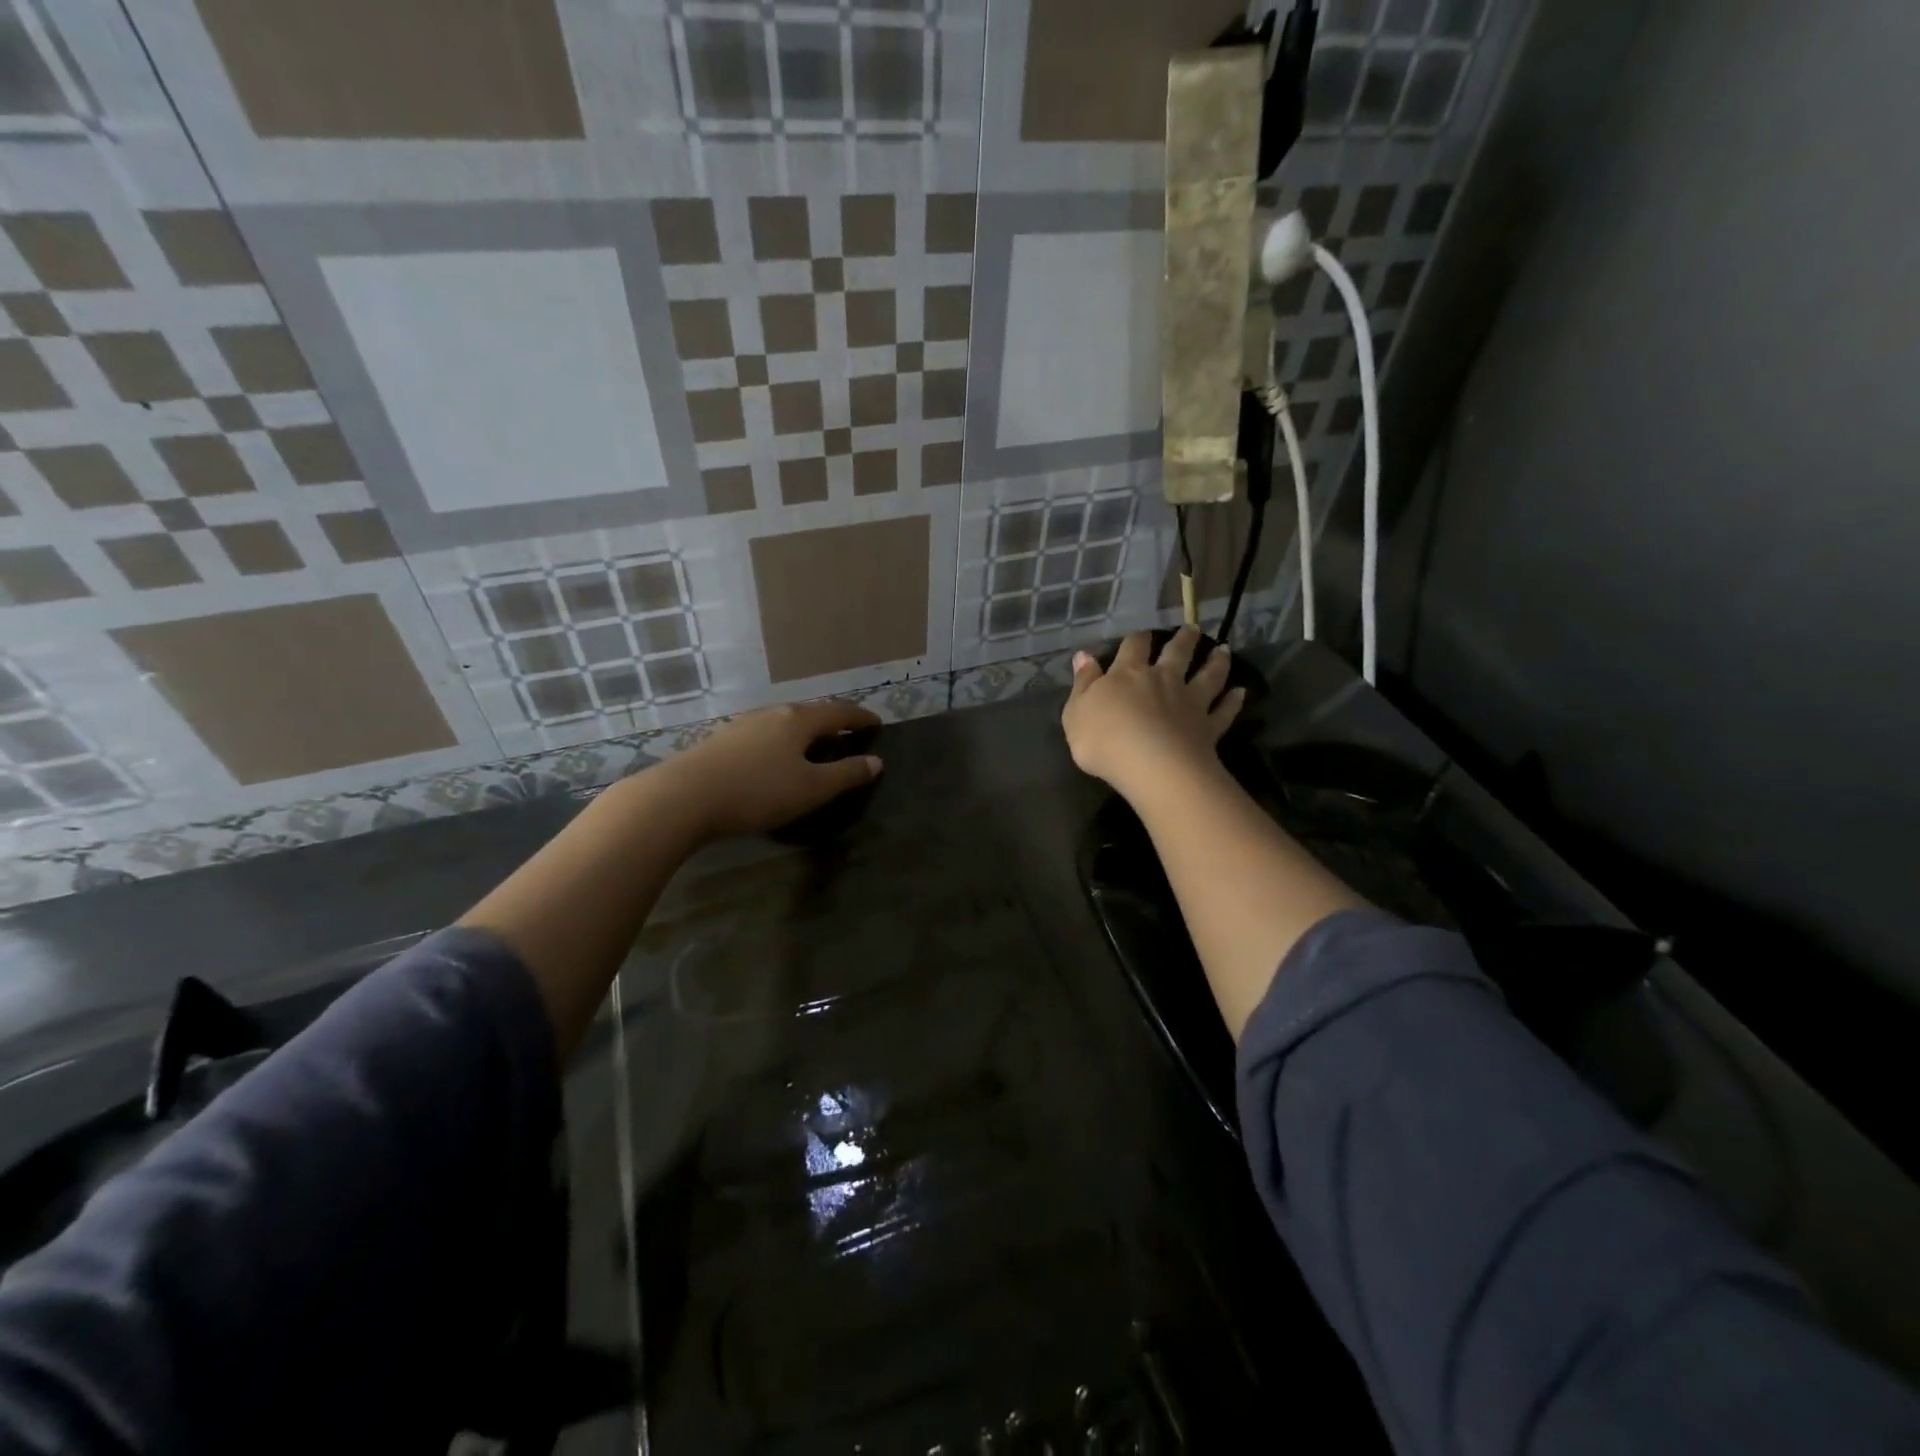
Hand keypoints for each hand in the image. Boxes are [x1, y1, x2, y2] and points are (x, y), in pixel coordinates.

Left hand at [657, 700, 882, 842]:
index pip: (839, 712)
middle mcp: (772, 714)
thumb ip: (846, 775)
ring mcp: (744, 725)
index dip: (861, 717)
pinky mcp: (722, 741)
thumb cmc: (758, 791)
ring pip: (785, 724)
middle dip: (833, 723)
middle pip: (811, 713)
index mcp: (799, 720)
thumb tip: (876, 762)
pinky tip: (776, 759)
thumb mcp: (811, 788)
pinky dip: (782, 743)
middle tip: (849, 735)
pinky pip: (765, 736)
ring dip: (805, 733)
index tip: (877, 723)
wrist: (684, 797)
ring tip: (815, 748)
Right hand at [1061, 628, 1244, 799]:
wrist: (1150, 765)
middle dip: (1183, 639)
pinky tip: (1241, 693)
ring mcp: (1190, 702)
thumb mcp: (1077, 712)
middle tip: (1193, 629)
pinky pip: (1224, 710)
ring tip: (1224, 650)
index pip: (1133, 647)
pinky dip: (1233, 701)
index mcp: (1128, 674)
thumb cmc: (1103, 740)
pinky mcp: (1208, 726)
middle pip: (1176, 653)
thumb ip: (1083, 683)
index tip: (1143, 634)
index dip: (1138, 639)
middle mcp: (1162, 680)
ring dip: (1216, 661)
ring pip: (1207, 675)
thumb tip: (1083, 655)